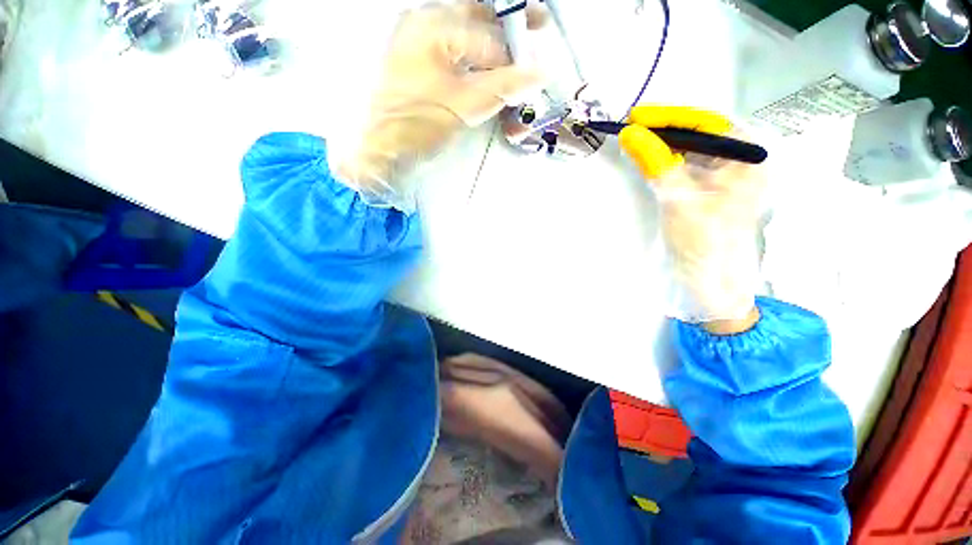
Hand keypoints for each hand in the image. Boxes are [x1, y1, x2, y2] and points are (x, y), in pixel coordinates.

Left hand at [334, 2, 542, 212]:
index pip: (488, 37)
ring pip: (463, 29)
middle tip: (538, 23)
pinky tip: (483, 62)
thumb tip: (537, 74)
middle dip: (507, 23)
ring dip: (490, 37)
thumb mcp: (463, 107)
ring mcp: (414, 39)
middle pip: (476, 15)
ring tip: (514, 47)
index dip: (515, 55)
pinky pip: (449, 46)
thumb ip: (502, 88)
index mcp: (434, 26)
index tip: (534, 70)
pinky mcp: (412, 59)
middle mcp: (422, 21)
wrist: (377, 148)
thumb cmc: (415, 125)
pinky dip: (471, 53)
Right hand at [619, 106, 764, 330]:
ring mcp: (723, 178)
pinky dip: (664, 162)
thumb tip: (629, 133)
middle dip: (663, 130)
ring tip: (634, 142)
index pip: (706, 122)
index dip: (668, 116)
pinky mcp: (707, 192)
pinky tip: (647, 160)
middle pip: (698, 135)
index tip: (635, 116)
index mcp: (746, 158)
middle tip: (630, 129)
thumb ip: (655, 162)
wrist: (712, 282)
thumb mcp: (679, 198)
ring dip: (661, 145)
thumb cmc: (704, 241)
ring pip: (689, 151)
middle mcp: (739, 161)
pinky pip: (685, 168)